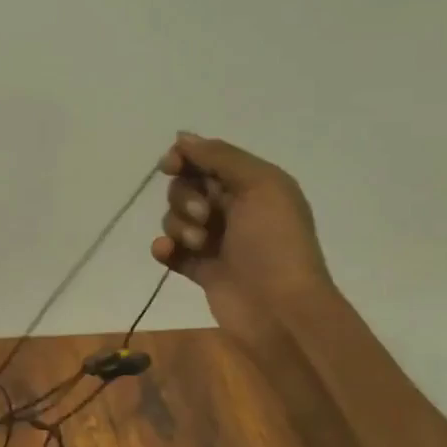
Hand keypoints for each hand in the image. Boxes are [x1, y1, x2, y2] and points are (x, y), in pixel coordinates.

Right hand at [151, 132, 332, 347]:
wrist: (280, 310)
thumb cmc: (275, 242)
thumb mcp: (260, 185)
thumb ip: (221, 156)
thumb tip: (182, 137)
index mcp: (253, 185)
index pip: (208, 159)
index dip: (186, 159)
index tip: (172, 166)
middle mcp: (234, 209)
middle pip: (186, 187)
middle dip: (185, 197)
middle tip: (204, 215)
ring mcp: (216, 240)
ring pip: (175, 218)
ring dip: (179, 225)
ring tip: (199, 244)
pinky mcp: (201, 269)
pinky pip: (171, 250)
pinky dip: (165, 249)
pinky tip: (168, 254)